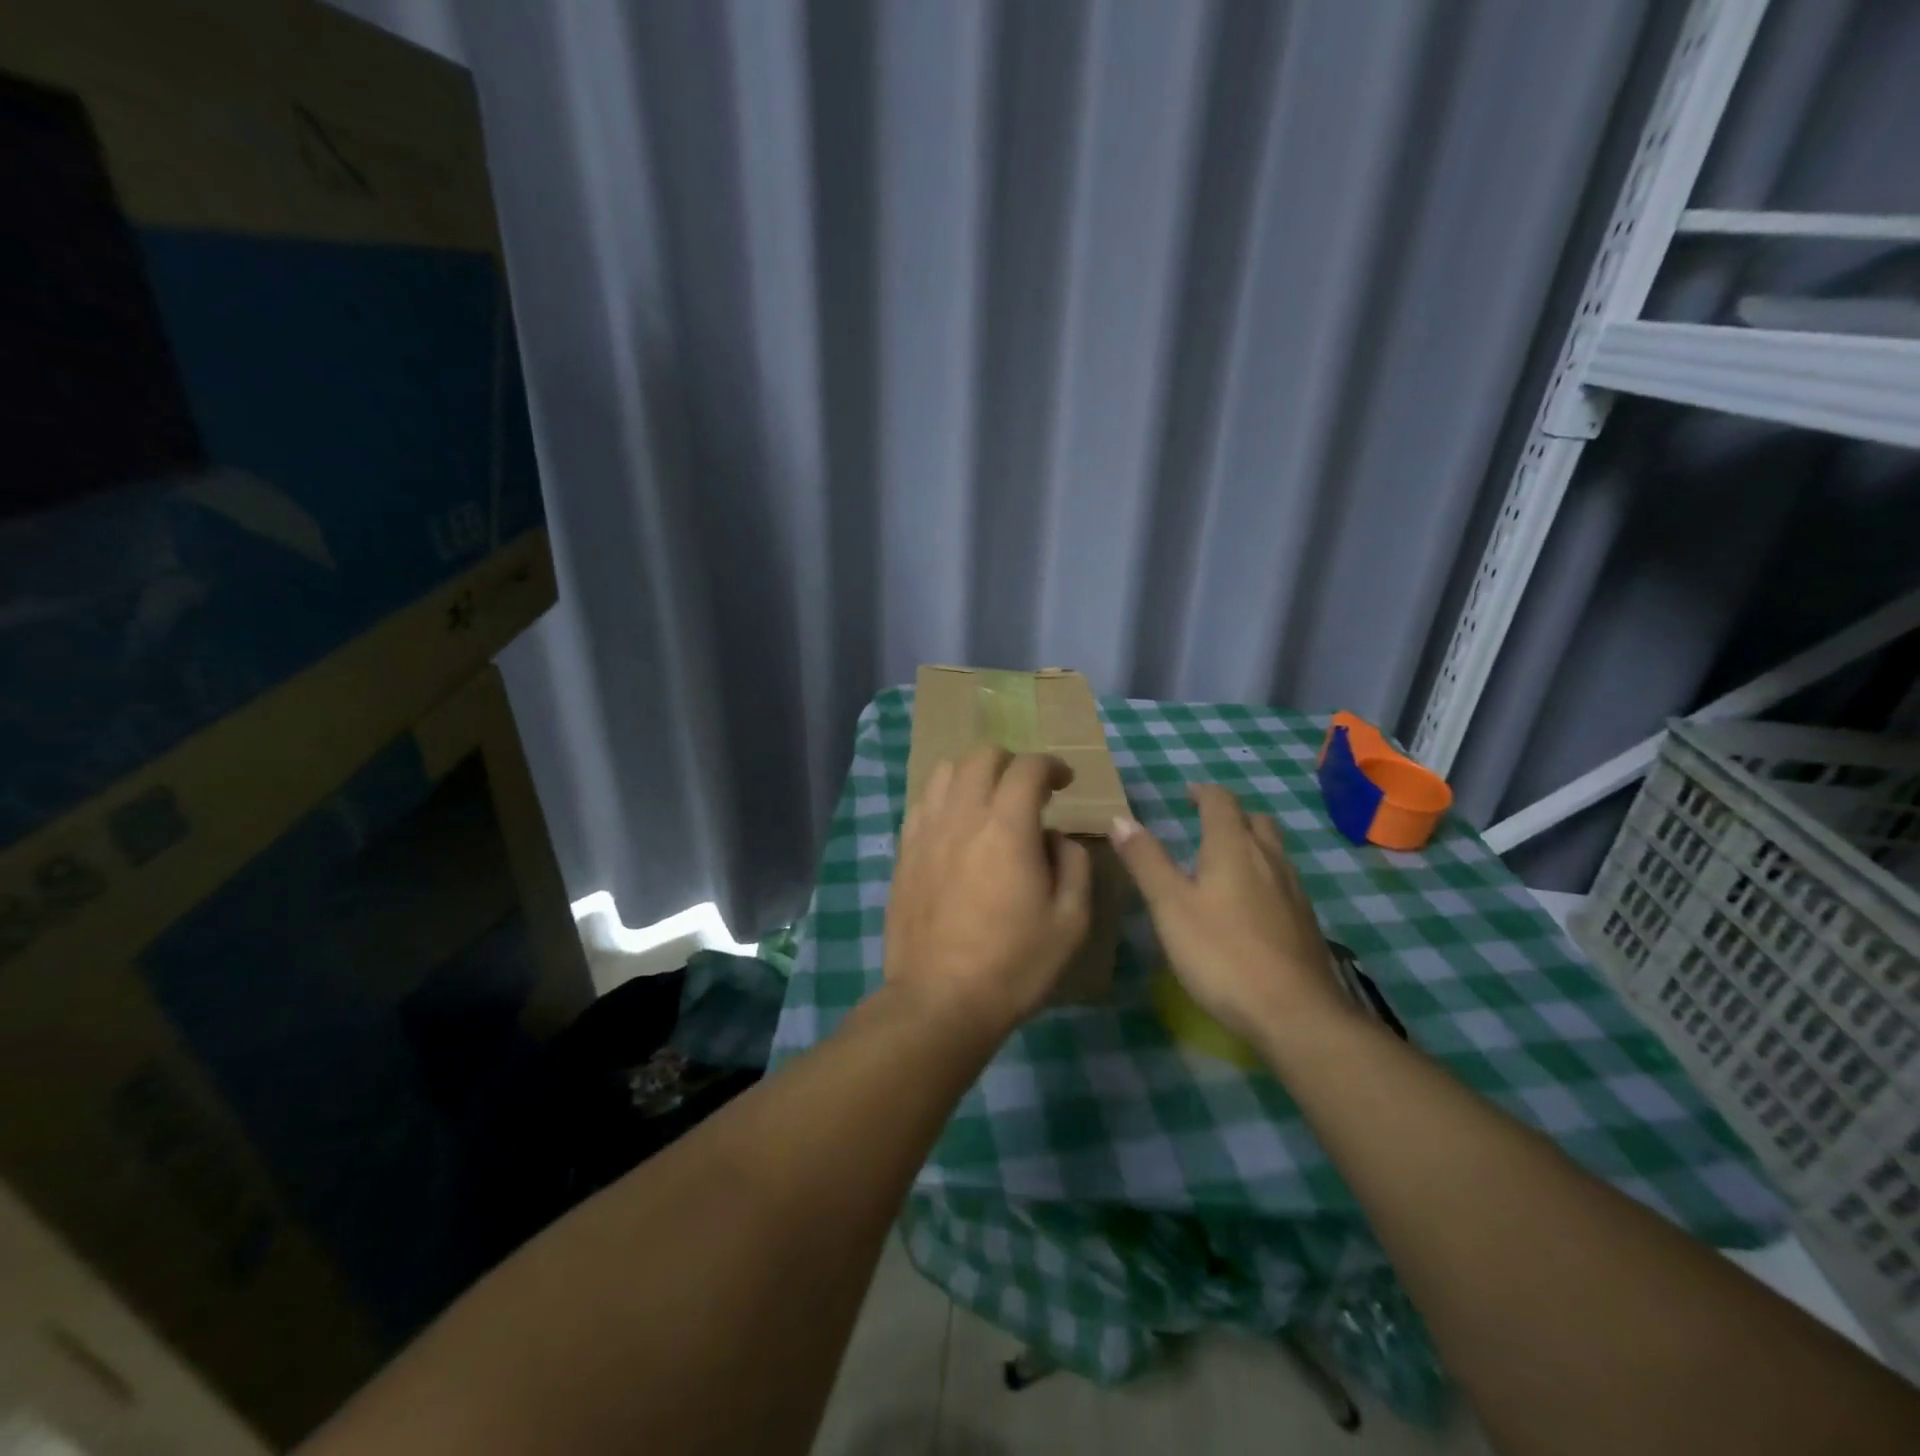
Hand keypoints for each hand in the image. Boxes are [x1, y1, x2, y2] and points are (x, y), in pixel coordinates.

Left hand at [884, 746, 1092, 1036]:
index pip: (1027, 768)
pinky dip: (945, 798)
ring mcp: (925, 831)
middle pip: (982, 756)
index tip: (1064, 782)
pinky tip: (956, 827)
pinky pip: (923, 803)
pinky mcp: (903, 851)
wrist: (939, 1000)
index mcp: (1007, 827)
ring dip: (974, 774)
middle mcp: (962, 815)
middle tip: (1029, 790)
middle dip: (1012, 762)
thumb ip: (1073, 864)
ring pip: (945, 771)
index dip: (1051, 765)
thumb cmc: (1013, 964)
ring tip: (989, 801)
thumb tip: (1056, 837)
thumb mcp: (1070, 921)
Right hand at [1110, 785, 1345, 1039]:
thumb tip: (1121, 819)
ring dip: (1249, 843)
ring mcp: (1293, 890)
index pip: (1221, 801)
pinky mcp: (1305, 921)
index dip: (1202, 793)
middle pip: (1255, 820)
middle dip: (1230, 815)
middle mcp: (1269, 858)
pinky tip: (1248, 904)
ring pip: (1273, 850)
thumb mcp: (1170, 906)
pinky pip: (1282, 880)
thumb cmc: (1222, 953)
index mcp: (1233, 847)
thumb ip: (1146, 861)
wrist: (1295, 1013)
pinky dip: (1262, 874)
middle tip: (1204, 824)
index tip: (1186, 795)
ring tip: (1223, 861)